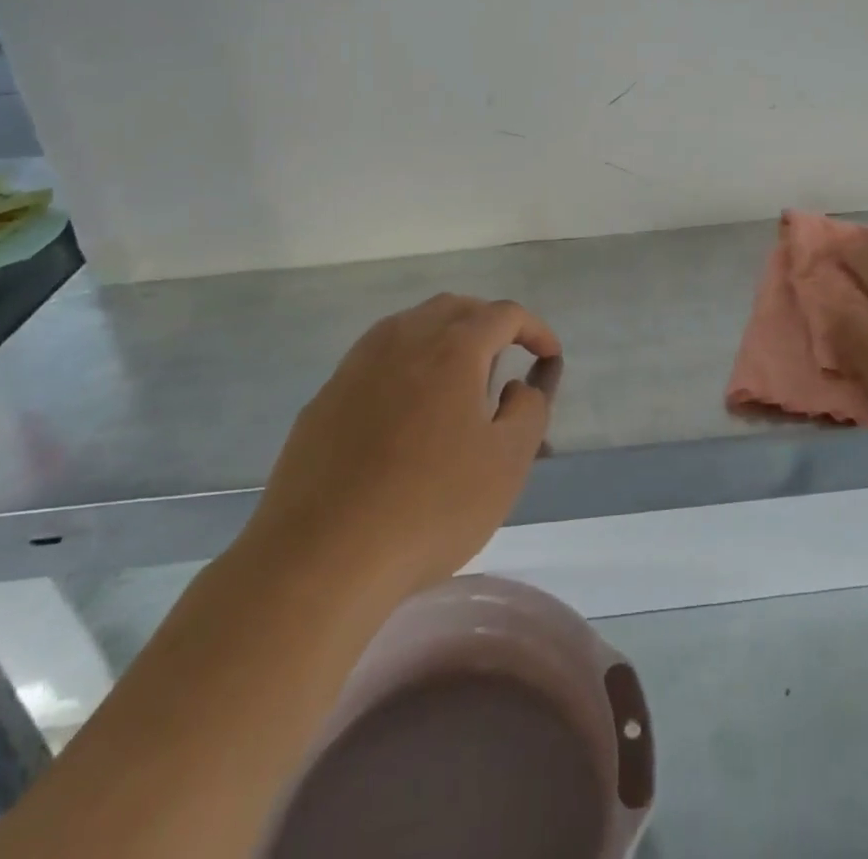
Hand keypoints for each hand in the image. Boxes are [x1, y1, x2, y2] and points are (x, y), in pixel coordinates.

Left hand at [244, 293, 560, 598]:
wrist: (319, 559)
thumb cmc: (429, 507)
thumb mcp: (507, 464)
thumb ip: (529, 411)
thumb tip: (518, 385)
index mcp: (452, 348)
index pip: (504, 314)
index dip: (534, 329)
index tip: (549, 357)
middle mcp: (403, 340)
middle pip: (454, 307)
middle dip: (488, 322)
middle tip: (507, 357)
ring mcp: (356, 366)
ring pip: (410, 326)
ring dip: (444, 336)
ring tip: (459, 379)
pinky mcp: (325, 398)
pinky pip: (376, 358)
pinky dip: (406, 363)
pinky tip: (407, 410)